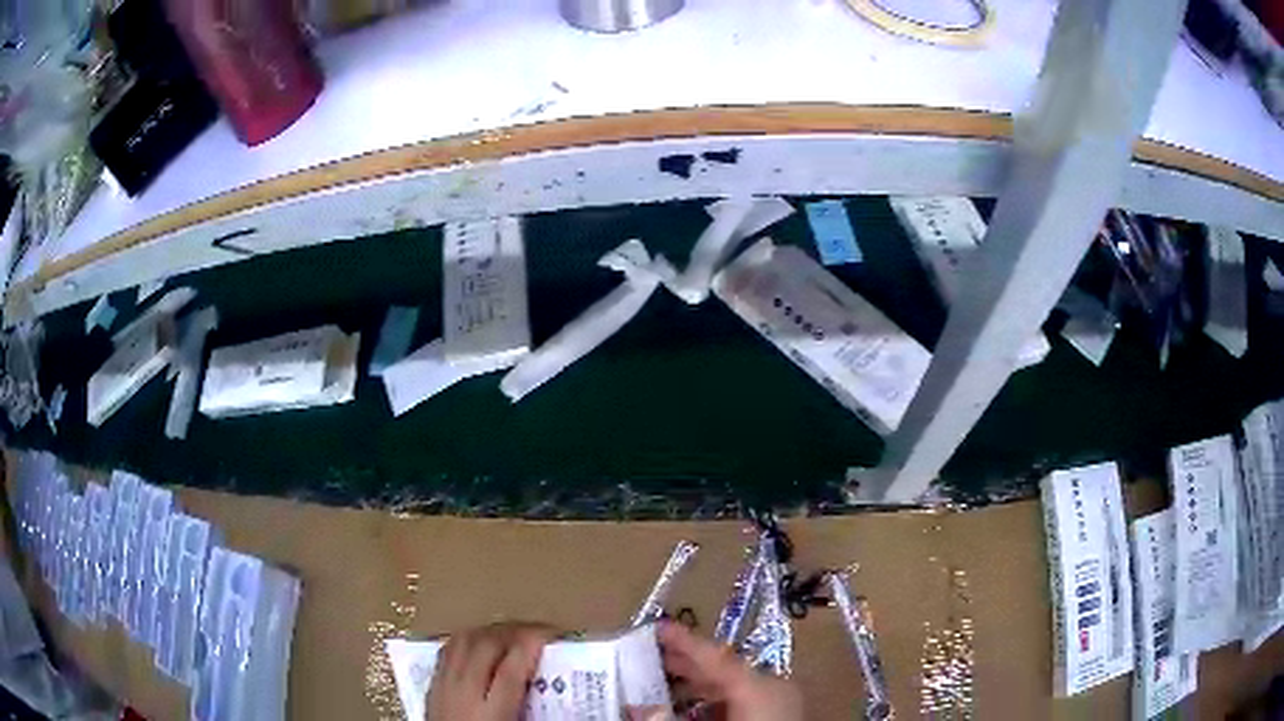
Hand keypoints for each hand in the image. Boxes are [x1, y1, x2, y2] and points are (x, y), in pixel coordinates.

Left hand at [426, 622, 555, 720]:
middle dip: (515, 631)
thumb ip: (534, 714)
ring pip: (463, 641)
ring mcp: (442, 686)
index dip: (533, 645)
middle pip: (486, 646)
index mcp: (491, 714)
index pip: (512, 669)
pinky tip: (478, 644)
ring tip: (512, 633)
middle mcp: (463, 694)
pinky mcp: (430, 686)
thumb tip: (563, 702)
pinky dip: (466, 639)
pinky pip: (447, 650)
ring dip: (490, 631)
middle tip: (539, 632)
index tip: (553, 635)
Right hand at [657, 621, 802, 720]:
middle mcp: (775, 686)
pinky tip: (694, 700)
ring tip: (667, 674)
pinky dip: (718, 696)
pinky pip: (745, 698)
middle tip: (653, 648)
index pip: (716, 657)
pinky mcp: (780, 713)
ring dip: (700, 680)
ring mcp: (782, 701)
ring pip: (735, 684)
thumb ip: (673, 718)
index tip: (659, 625)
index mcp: (762, 686)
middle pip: (726, 668)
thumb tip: (639, 706)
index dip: (685, 641)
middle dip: (688, 660)